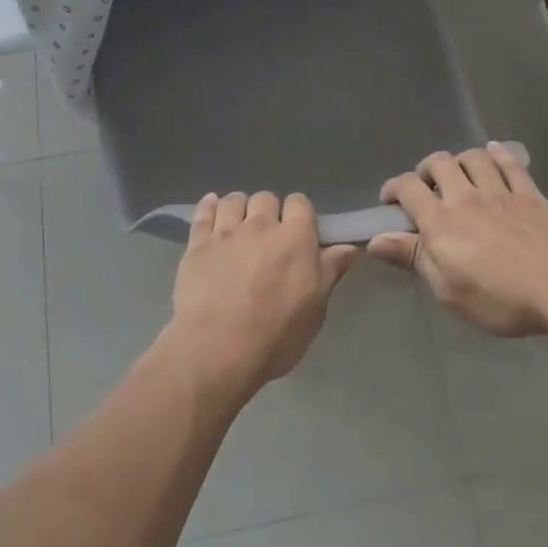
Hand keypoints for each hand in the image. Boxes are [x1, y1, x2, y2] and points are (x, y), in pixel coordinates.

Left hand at [165, 192, 359, 403]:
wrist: (217, 348)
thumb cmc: (275, 334)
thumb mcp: (315, 310)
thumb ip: (330, 272)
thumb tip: (350, 247)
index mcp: (295, 238)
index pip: (300, 203)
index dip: (299, 215)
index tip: (298, 233)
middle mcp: (261, 225)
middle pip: (266, 198)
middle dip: (269, 212)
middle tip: (267, 237)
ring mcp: (226, 232)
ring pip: (234, 200)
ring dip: (239, 208)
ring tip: (238, 226)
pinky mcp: (197, 243)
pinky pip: (203, 212)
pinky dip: (208, 207)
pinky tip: (211, 209)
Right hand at [369, 144, 547, 336]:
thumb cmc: (500, 298)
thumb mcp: (448, 289)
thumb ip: (412, 257)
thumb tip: (375, 240)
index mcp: (441, 221)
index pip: (407, 188)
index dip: (393, 188)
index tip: (390, 202)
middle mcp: (466, 196)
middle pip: (439, 163)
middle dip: (426, 169)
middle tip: (427, 187)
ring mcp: (500, 191)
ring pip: (473, 157)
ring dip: (460, 160)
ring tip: (459, 174)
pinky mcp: (530, 193)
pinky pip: (510, 163)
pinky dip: (498, 154)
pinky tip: (493, 153)